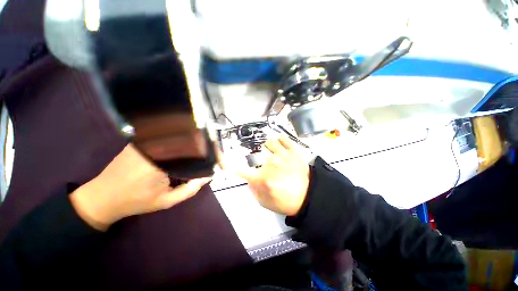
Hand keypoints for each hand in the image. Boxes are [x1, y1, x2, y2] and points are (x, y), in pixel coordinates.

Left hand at [70, 144, 210, 230]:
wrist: (103, 196)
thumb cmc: (136, 201)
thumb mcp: (166, 201)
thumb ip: (190, 189)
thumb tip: (208, 175)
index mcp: (162, 162)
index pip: (193, 151)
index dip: (207, 153)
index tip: (216, 159)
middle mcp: (155, 147)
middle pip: (187, 141)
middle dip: (202, 146)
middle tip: (210, 153)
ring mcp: (146, 141)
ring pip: (177, 137)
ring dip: (190, 142)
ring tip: (200, 148)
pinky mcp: (141, 140)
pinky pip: (165, 137)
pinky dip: (177, 140)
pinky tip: (183, 145)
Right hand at [237, 137, 309, 215]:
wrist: (308, 197)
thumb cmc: (286, 201)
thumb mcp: (264, 202)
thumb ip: (253, 189)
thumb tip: (248, 178)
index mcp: (263, 178)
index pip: (241, 169)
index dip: (231, 165)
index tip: (226, 163)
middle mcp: (271, 163)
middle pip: (256, 153)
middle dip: (255, 158)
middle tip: (262, 163)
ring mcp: (283, 154)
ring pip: (269, 142)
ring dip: (267, 148)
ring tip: (271, 153)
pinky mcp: (293, 151)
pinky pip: (283, 138)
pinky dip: (279, 139)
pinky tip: (279, 145)